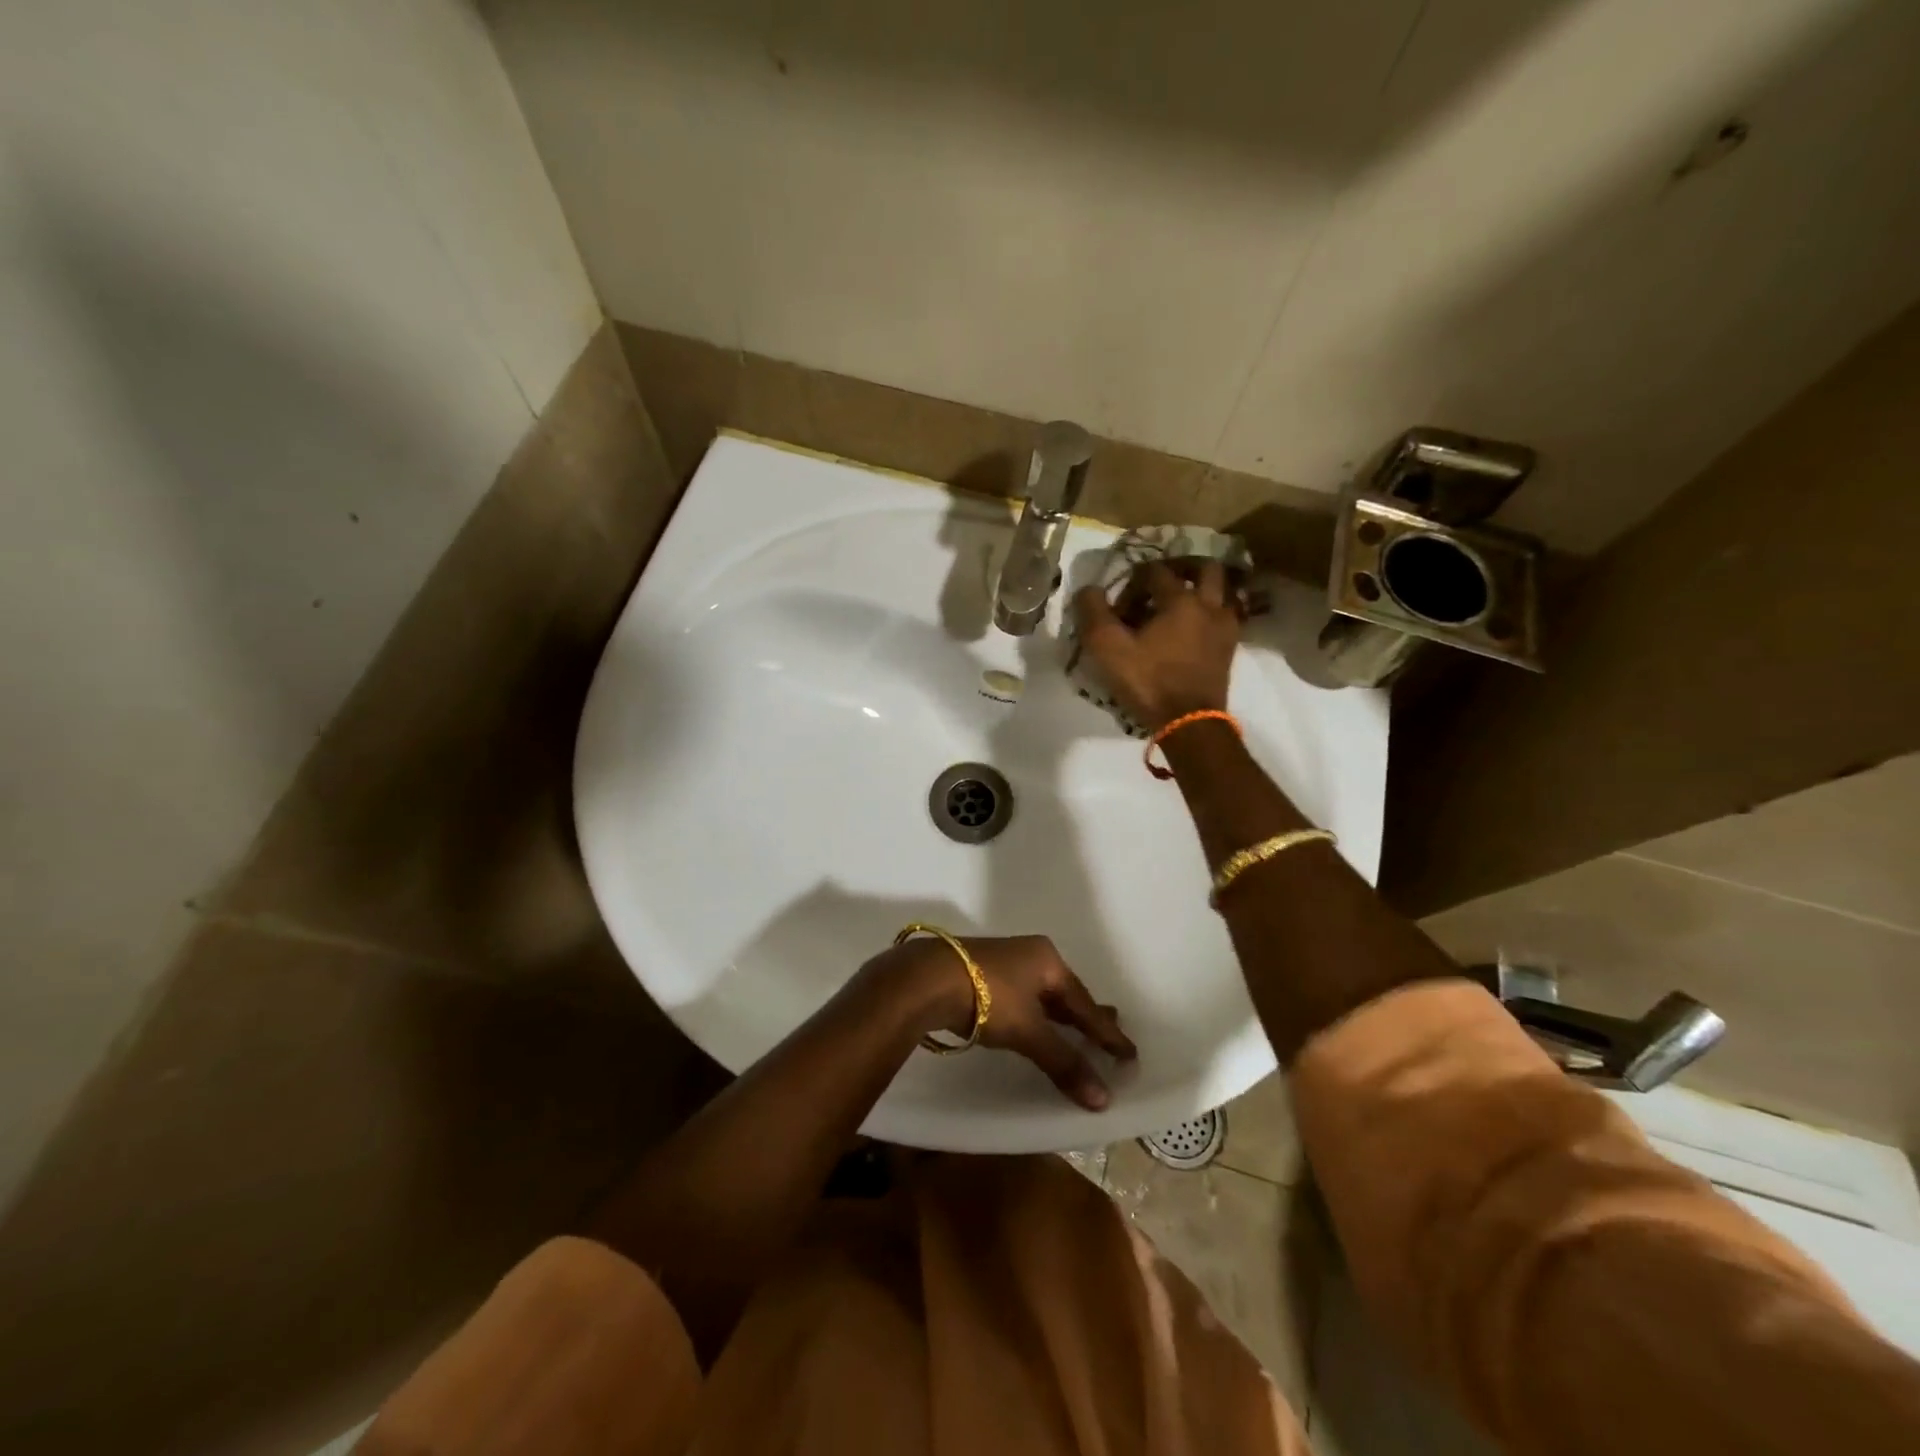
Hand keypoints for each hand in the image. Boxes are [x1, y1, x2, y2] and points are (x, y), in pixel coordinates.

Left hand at [867, 934, 1136, 1109]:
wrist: (927, 978)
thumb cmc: (988, 997)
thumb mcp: (1029, 1031)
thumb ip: (1063, 1062)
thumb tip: (1102, 1099)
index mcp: (1048, 959)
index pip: (1085, 1002)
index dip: (1106, 1032)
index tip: (1129, 1052)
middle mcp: (1030, 954)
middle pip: (1065, 993)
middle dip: (1085, 1017)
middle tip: (1109, 1036)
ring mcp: (1004, 962)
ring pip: (1041, 995)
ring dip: (1059, 1017)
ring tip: (1076, 1033)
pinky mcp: (982, 975)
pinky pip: (1022, 998)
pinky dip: (1036, 1016)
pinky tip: (1035, 1026)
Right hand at [1073, 560, 1241, 730]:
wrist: (1189, 722)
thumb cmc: (1148, 682)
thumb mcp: (1107, 648)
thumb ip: (1093, 612)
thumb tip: (1089, 589)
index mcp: (1180, 600)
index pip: (1155, 571)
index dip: (1133, 581)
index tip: (1120, 603)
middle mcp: (1209, 605)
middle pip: (1204, 569)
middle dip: (1182, 569)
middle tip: (1161, 583)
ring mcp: (1225, 627)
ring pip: (1221, 592)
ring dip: (1201, 590)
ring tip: (1179, 604)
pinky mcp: (1230, 649)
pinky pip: (1225, 618)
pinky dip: (1210, 614)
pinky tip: (1193, 629)